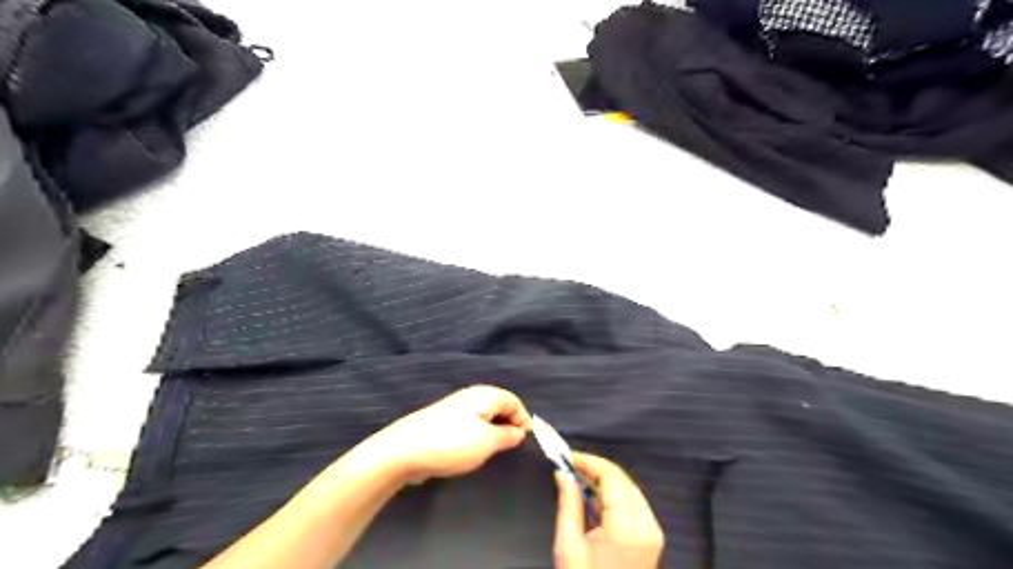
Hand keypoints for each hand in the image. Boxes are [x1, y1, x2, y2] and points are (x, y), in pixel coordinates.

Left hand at [367, 384, 532, 482]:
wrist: (404, 450)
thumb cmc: (452, 443)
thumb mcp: (488, 442)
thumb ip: (508, 435)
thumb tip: (519, 431)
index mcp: (485, 395)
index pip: (515, 401)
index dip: (524, 420)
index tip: (527, 443)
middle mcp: (472, 396)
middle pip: (500, 407)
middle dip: (509, 426)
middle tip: (512, 449)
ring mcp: (456, 408)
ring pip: (484, 417)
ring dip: (493, 433)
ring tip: (494, 453)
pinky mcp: (444, 422)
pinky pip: (470, 425)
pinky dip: (478, 437)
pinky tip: (473, 452)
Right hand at [552, 453, 665, 567]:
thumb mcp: (568, 545)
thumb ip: (568, 503)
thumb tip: (563, 472)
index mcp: (625, 527)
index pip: (611, 476)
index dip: (589, 461)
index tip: (567, 457)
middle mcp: (646, 524)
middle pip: (622, 479)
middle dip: (596, 469)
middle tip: (570, 467)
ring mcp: (653, 531)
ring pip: (629, 489)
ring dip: (606, 481)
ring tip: (579, 482)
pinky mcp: (653, 538)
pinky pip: (634, 503)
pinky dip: (615, 495)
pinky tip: (596, 500)